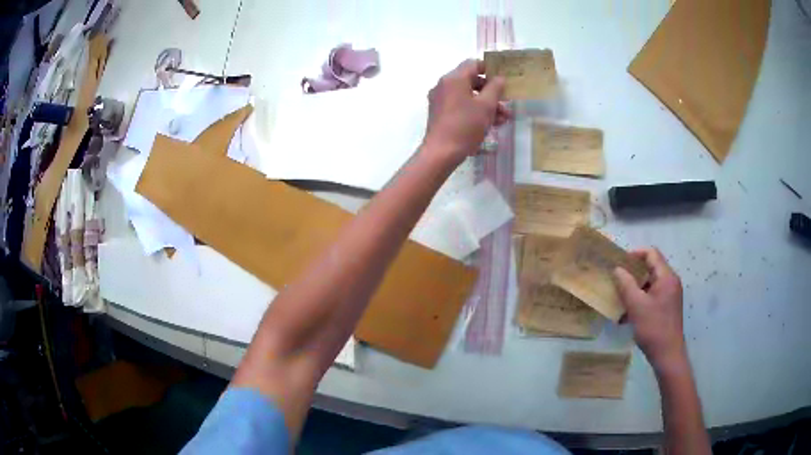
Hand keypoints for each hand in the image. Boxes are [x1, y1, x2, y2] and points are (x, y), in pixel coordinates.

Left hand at [423, 59, 509, 163]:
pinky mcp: (440, 113)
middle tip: (506, 101)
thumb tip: (499, 78)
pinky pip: (460, 105)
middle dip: (491, 91)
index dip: (490, 69)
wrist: (441, 152)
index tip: (503, 79)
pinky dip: (474, 110)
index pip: (473, 64)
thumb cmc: (465, 126)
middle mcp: (444, 85)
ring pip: (467, 95)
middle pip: (471, 81)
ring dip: (486, 104)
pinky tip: (490, 124)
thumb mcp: (486, 106)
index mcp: (453, 78)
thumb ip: (495, 88)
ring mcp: (440, 99)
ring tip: (503, 118)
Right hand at [614, 248, 686, 371]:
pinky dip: (641, 299)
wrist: (668, 354)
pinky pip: (653, 295)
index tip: (619, 263)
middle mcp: (671, 282)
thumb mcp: (636, 306)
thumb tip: (617, 269)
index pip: (651, 254)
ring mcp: (670, 295)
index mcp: (666, 277)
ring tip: (621, 298)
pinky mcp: (668, 307)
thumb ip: (626, 285)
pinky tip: (629, 313)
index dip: (635, 254)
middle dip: (634, 272)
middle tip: (617, 280)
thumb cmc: (653, 328)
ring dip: (636, 288)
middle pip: (652, 267)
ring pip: (651, 283)